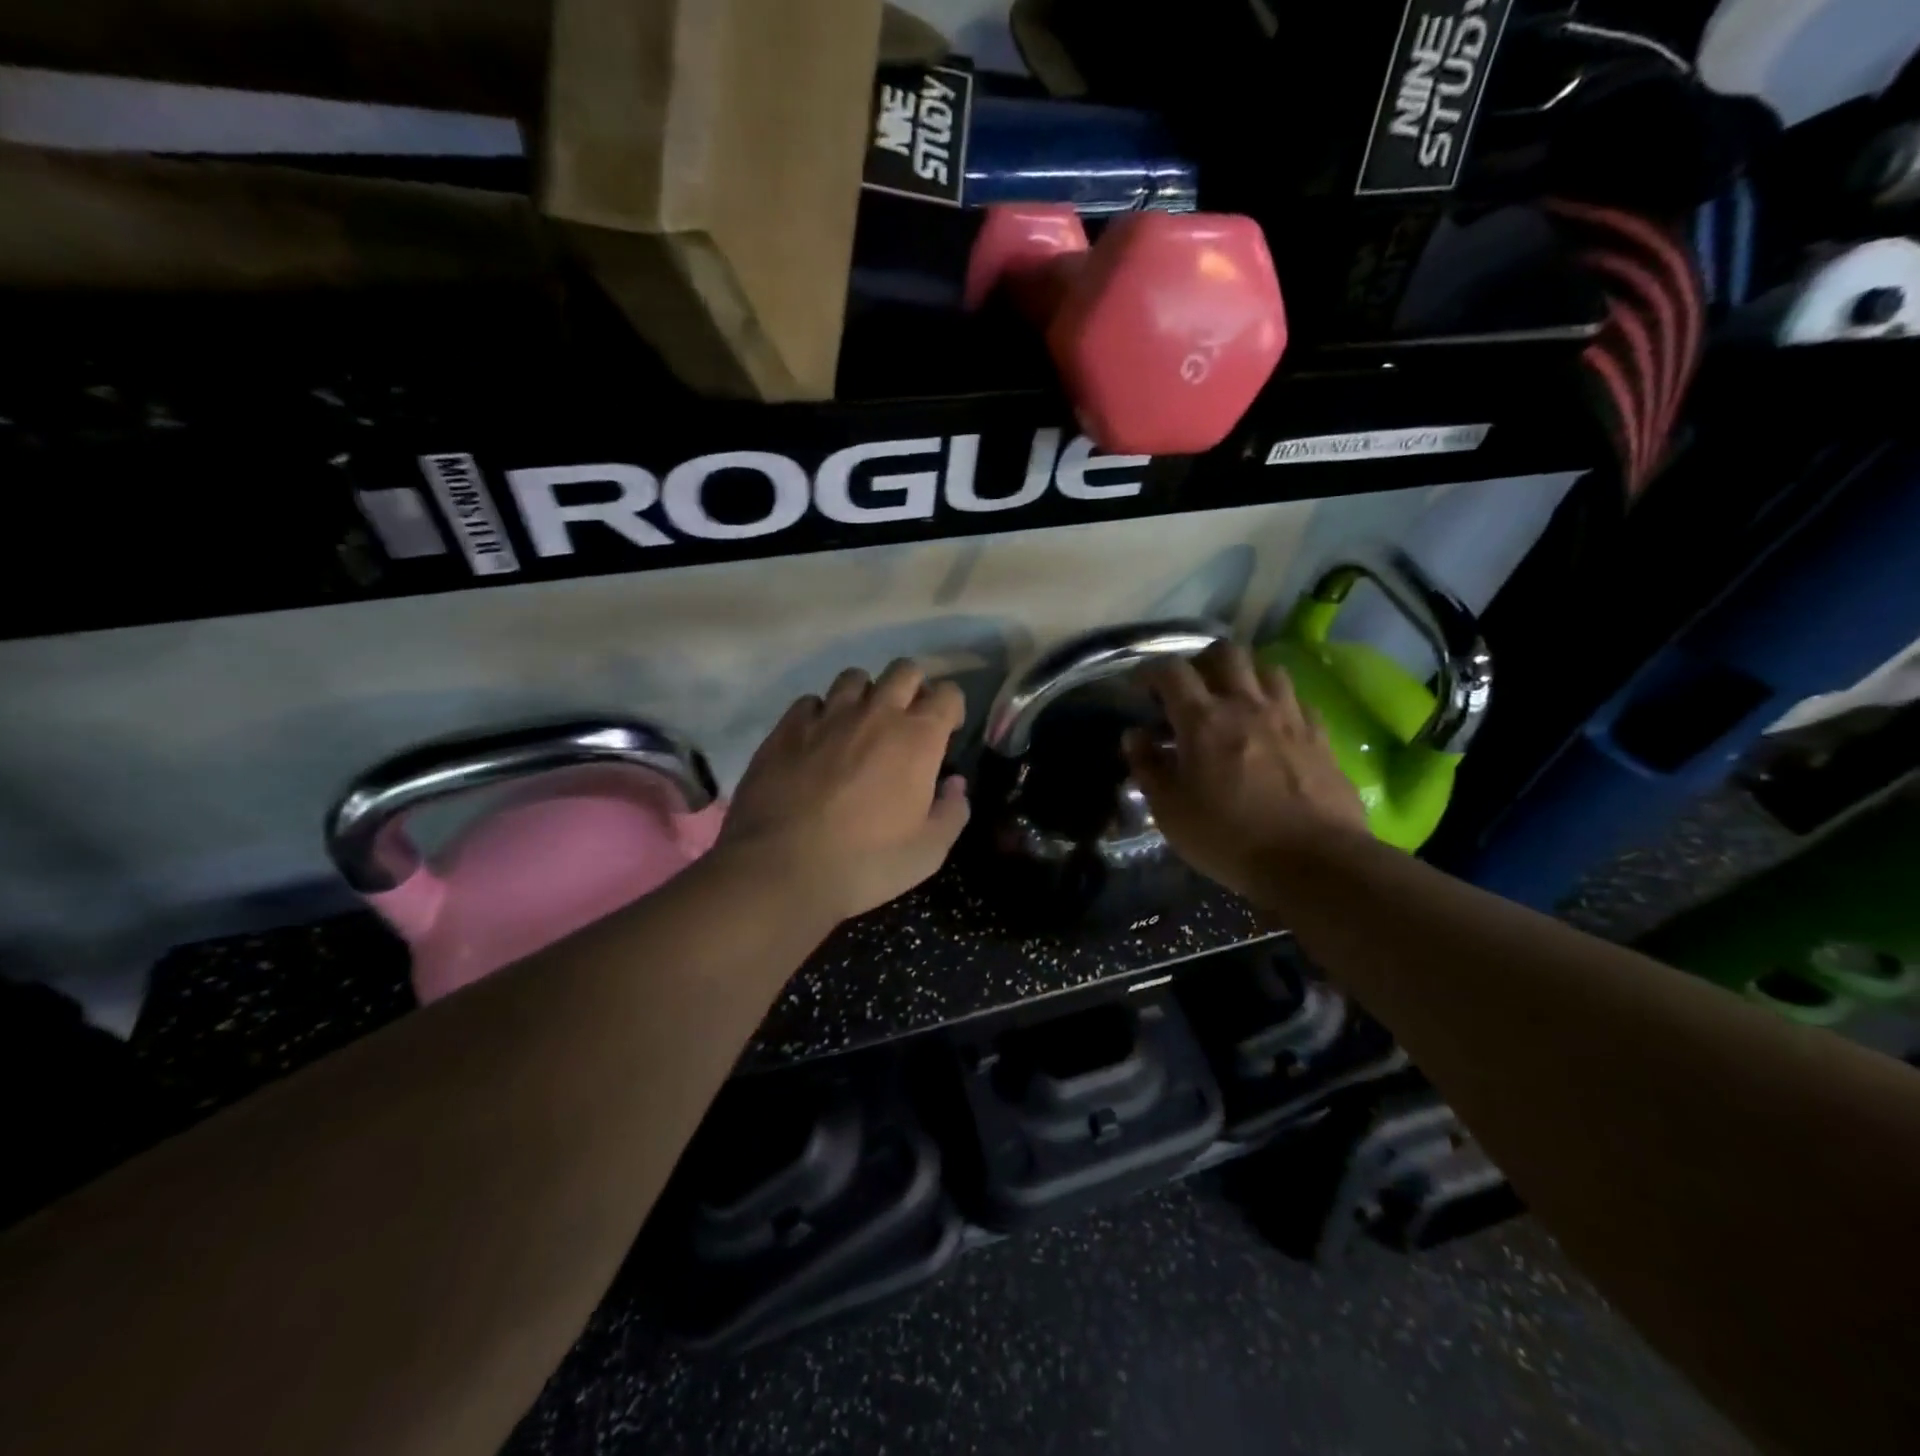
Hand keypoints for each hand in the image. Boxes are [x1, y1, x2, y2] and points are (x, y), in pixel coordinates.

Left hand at [717, 660, 970, 923]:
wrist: (780, 868)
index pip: (947, 693)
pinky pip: (811, 701)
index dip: (952, 708)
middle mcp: (875, 713)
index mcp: (917, 738)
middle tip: (907, 721)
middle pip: (903, 670)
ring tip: (860, 725)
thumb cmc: (865, 863)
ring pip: (855, 678)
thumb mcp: (927, 852)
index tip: (948, 731)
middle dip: (913, 688)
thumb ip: (952, 812)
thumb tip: (955, 784)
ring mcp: (827, 715)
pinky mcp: (787, 727)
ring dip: (866, 694)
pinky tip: (818, 740)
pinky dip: (821, 714)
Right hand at [1125, 642, 1369, 902]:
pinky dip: (1280, 704)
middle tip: (1193, 688)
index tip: (1141, 687)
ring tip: (1235, 702)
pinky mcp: (1320, 736)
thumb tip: (1134, 735)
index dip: (1151, 671)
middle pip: (1225, 653)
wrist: (1313, 862)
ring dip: (1246, 677)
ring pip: (1267, 668)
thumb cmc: (1228, 838)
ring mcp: (1289, 717)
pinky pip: (1298, 701)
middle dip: (1203, 662)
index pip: (1172, 671)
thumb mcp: (1170, 811)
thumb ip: (1148, 767)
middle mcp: (1246, 705)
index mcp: (1203, 720)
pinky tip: (1274, 727)